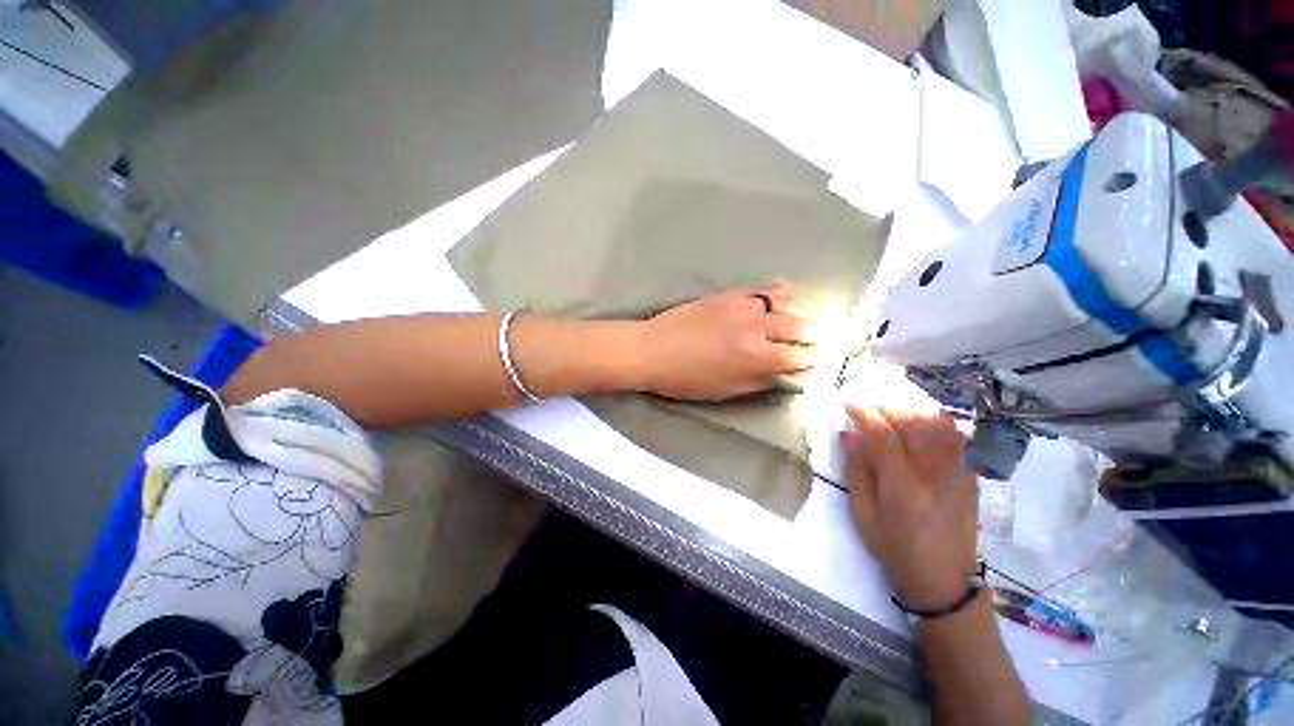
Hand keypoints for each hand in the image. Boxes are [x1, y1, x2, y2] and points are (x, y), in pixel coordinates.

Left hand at [638, 288, 820, 400]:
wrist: (652, 349)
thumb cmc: (686, 378)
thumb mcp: (725, 390)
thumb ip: (759, 381)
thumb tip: (784, 375)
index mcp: (755, 357)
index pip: (798, 357)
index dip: (811, 361)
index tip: (816, 362)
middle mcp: (756, 327)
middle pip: (799, 328)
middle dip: (813, 337)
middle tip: (818, 342)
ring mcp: (743, 306)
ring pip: (786, 305)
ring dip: (798, 315)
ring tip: (800, 323)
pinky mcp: (729, 294)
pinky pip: (763, 291)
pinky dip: (778, 298)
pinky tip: (779, 303)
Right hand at [842, 405, 979, 610]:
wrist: (943, 579)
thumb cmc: (894, 548)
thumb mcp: (862, 514)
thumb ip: (857, 471)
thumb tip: (849, 435)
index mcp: (902, 484)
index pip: (884, 434)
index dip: (864, 413)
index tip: (848, 403)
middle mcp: (933, 472)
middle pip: (914, 422)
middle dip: (887, 407)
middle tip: (868, 407)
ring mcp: (957, 472)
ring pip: (939, 424)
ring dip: (912, 410)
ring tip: (892, 411)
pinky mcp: (968, 476)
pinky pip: (956, 437)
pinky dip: (937, 420)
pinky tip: (921, 421)